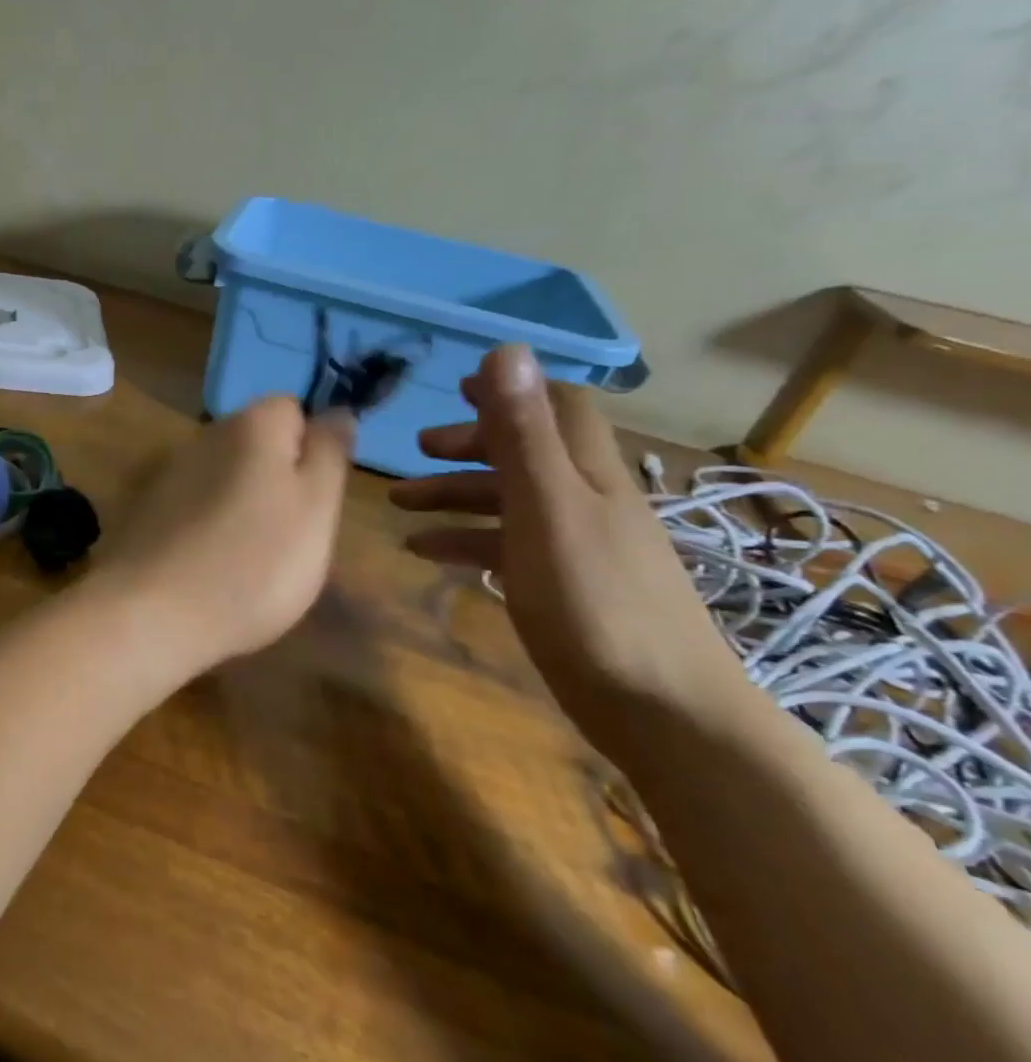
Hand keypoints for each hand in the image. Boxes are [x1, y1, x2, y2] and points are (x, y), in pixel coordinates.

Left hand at [101, 396, 356, 672]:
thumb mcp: (317, 507)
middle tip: (292, 535)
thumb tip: (337, 411)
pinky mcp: (147, 510)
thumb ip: (329, 453)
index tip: (317, 497)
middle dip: (279, 479)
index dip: (313, 447)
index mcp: (251, 424)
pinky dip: (210, 527)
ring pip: (226, 477)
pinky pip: (195, 507)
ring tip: (254, 559)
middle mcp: (205, 435)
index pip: (294, 408)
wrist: (153, 613)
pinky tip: (212, 566)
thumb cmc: (254, 562)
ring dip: (244, 505)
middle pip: (257, 444)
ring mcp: (170, 473)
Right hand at [389, 346, 746, 748]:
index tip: (457, 389)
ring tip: (399, 504)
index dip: (511, 391)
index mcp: (588, 472)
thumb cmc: (595, 602)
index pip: (559, 406)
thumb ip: (523, 434)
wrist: (662, 711)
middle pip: (526, 452)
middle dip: (470, 444)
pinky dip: (465, 540)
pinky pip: (506, 547)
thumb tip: (506, 350)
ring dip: (455, 494)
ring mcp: (576, 546)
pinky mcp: (563, 587)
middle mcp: (586, 499)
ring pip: (509, 501)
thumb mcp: (546, 508)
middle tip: (417, 451)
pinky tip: (425, 552)